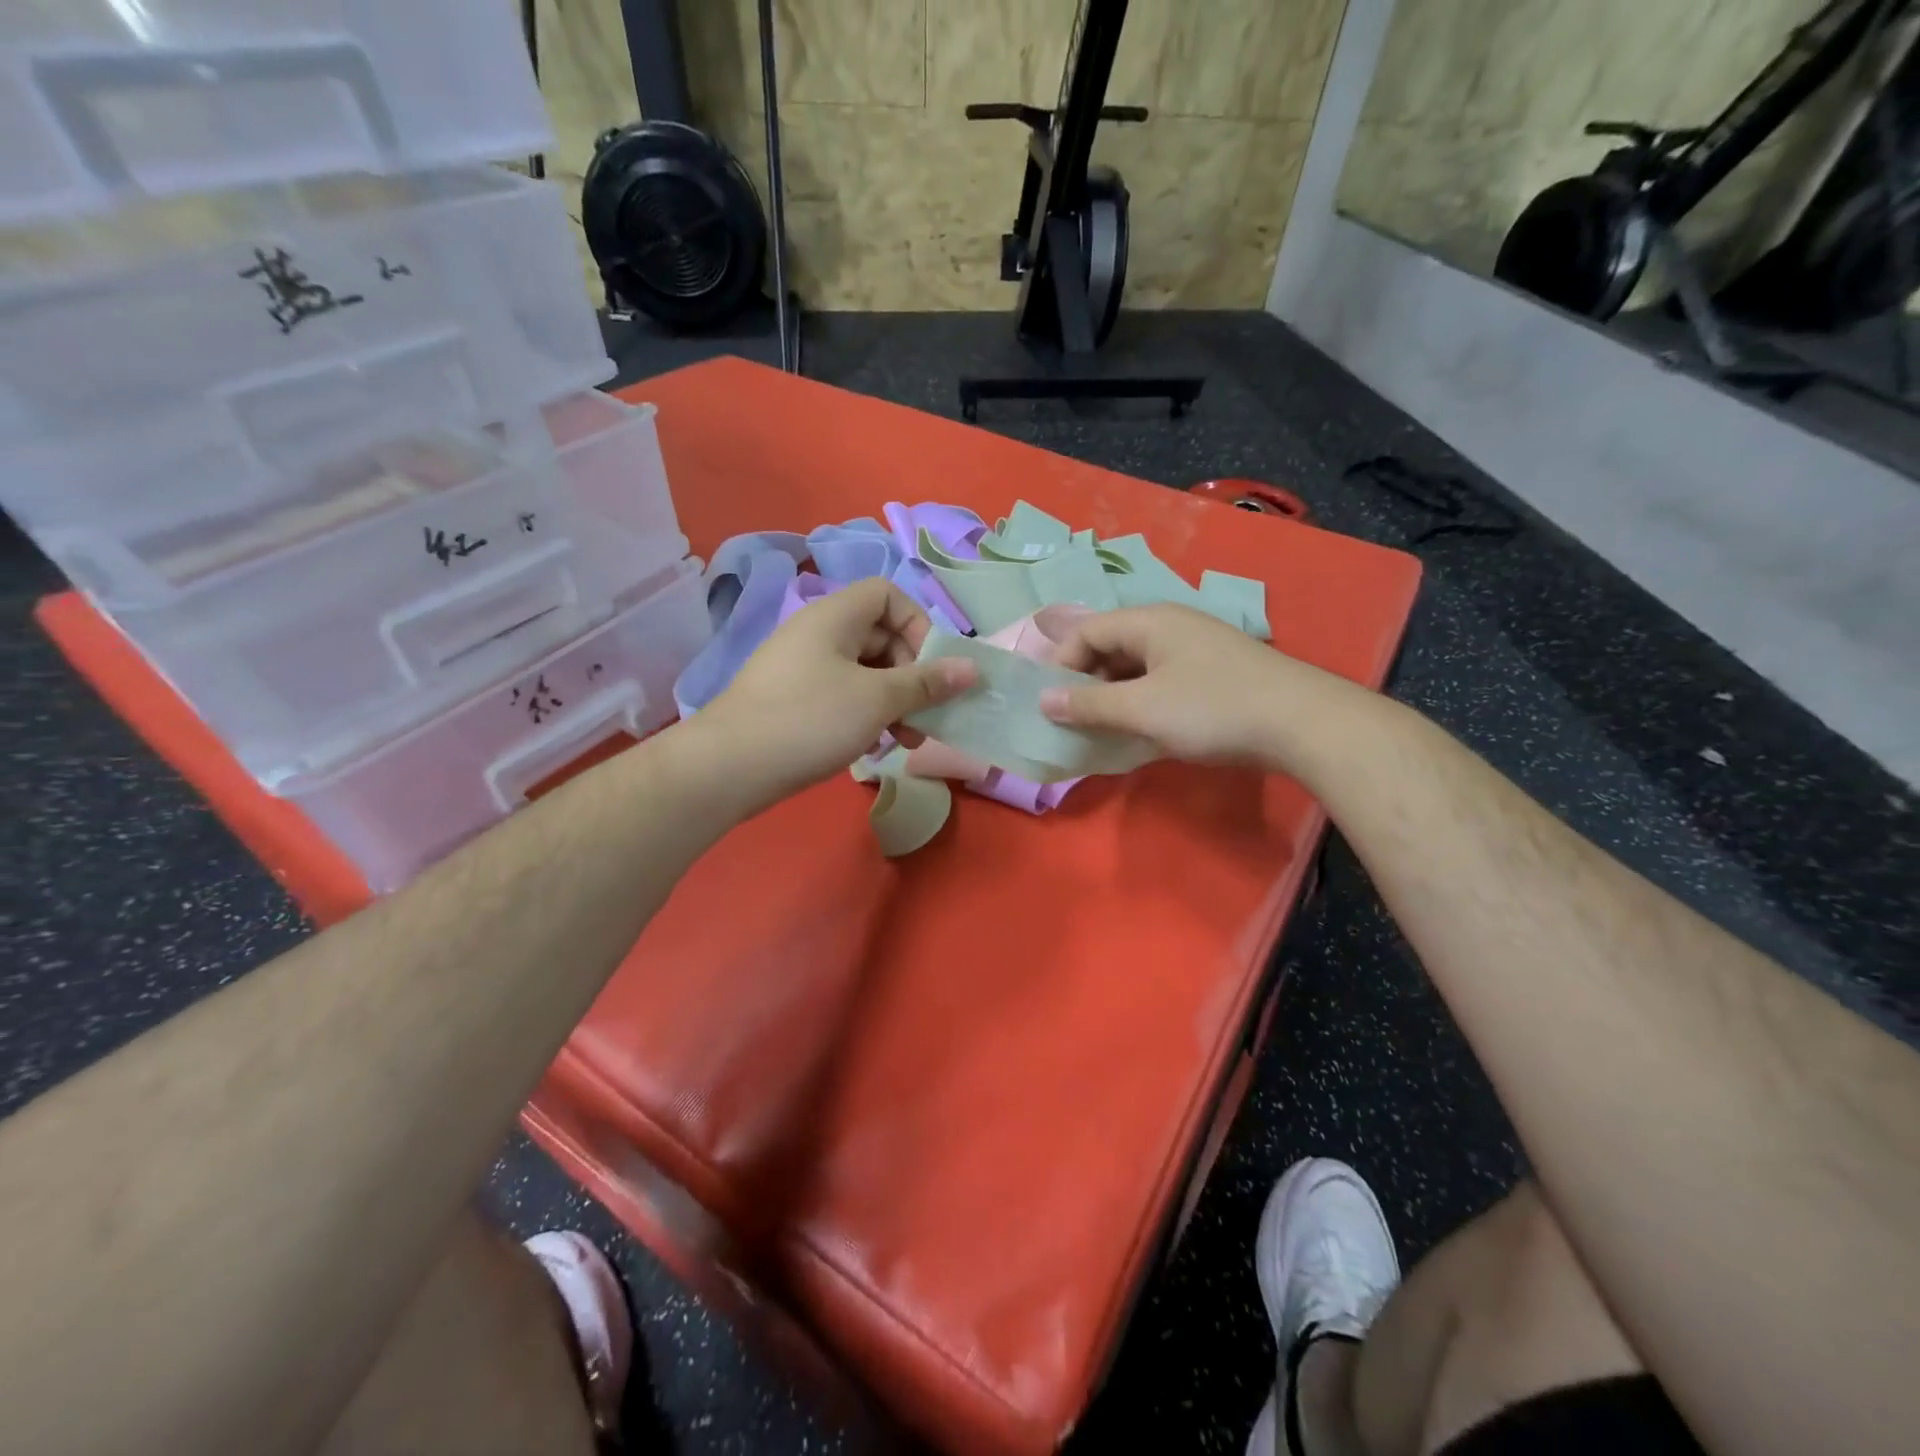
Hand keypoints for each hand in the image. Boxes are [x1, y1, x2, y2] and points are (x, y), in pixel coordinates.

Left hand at [697, 577, 978, 806]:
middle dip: (912, 675)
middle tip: (927, 714)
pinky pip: (843, 695)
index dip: (918, 624)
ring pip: (865, 672)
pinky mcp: (794, 700)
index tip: (931, 667)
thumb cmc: (810, 719)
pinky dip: (866, 715)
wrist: (728, 767)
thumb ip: (926, 682)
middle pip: (881, 637)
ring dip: (894, 702)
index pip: (888, 596)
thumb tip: (971, 668)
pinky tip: (875, 748)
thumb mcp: (877, 700)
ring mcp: (803, 668)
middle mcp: (818, 633)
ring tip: (908, 740)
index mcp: (835, 617)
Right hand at [1039, 604, 1337, 767]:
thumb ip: (1089, 704)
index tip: (1050, 705)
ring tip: (1101, 731)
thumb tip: (1043, 701)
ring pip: (1135, 668)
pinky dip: (1140, 705)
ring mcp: (1194, 651)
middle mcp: (1170, 627)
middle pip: (1110, 647)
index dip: (1060, 665)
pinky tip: (1139, 733)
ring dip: (1112, 697)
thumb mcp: (1142, 708)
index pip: (1087, 632)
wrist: (1302, 723)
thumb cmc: (1212, 708)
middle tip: (1072, 721)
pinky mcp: (1212, 676)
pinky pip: (1160, 684)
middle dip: (1085, 682)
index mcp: (1149, 621)